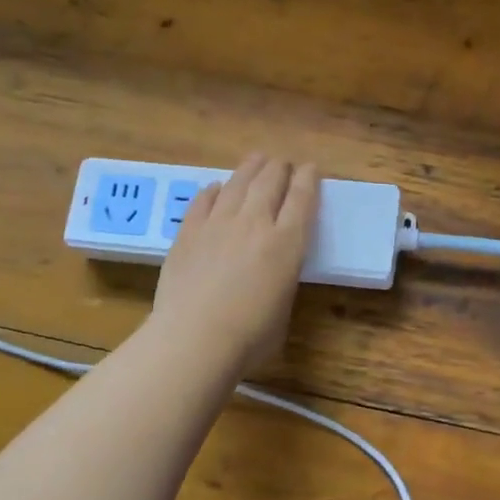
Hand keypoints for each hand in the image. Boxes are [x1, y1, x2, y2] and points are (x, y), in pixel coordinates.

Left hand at [150, 154, 318, 372]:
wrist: (194, 340)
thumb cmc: (250, 338)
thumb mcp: (284, 307)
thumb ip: (282, 277)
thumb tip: (273, 269)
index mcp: (287, 243)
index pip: (303, 198)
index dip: (308, 179)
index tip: (311, 168)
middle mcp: (255, 223)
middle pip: (270, 181)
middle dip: (280, 167)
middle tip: (283, 163)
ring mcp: (217, 223)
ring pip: (237, 183)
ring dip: (250, 168)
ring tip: (256, 160)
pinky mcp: (188, 232)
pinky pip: (203, 200)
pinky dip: (213, 191)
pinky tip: (215, 188)